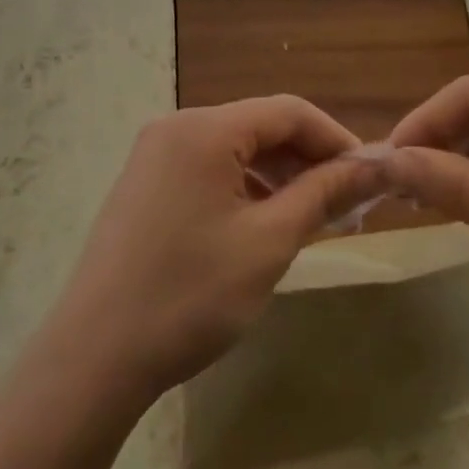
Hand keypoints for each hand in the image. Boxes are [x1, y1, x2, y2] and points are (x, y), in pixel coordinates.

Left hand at [53, 97, 383, 400]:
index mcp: (204, 129)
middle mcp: (175, 128)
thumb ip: (323, 194)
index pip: (288, 111)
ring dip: (279, 176)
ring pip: (235, 150)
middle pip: (260, 126)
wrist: (95, 357)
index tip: (370, 177)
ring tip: (314, 218)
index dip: (335, 139)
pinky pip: (208, 170)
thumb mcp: (269, 242)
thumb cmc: (190, 295)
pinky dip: (245, 189)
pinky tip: (265, 224)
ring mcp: (154, 156)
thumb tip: (373, 166)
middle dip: (308, 160)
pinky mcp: (144, 186)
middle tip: (348, 205)